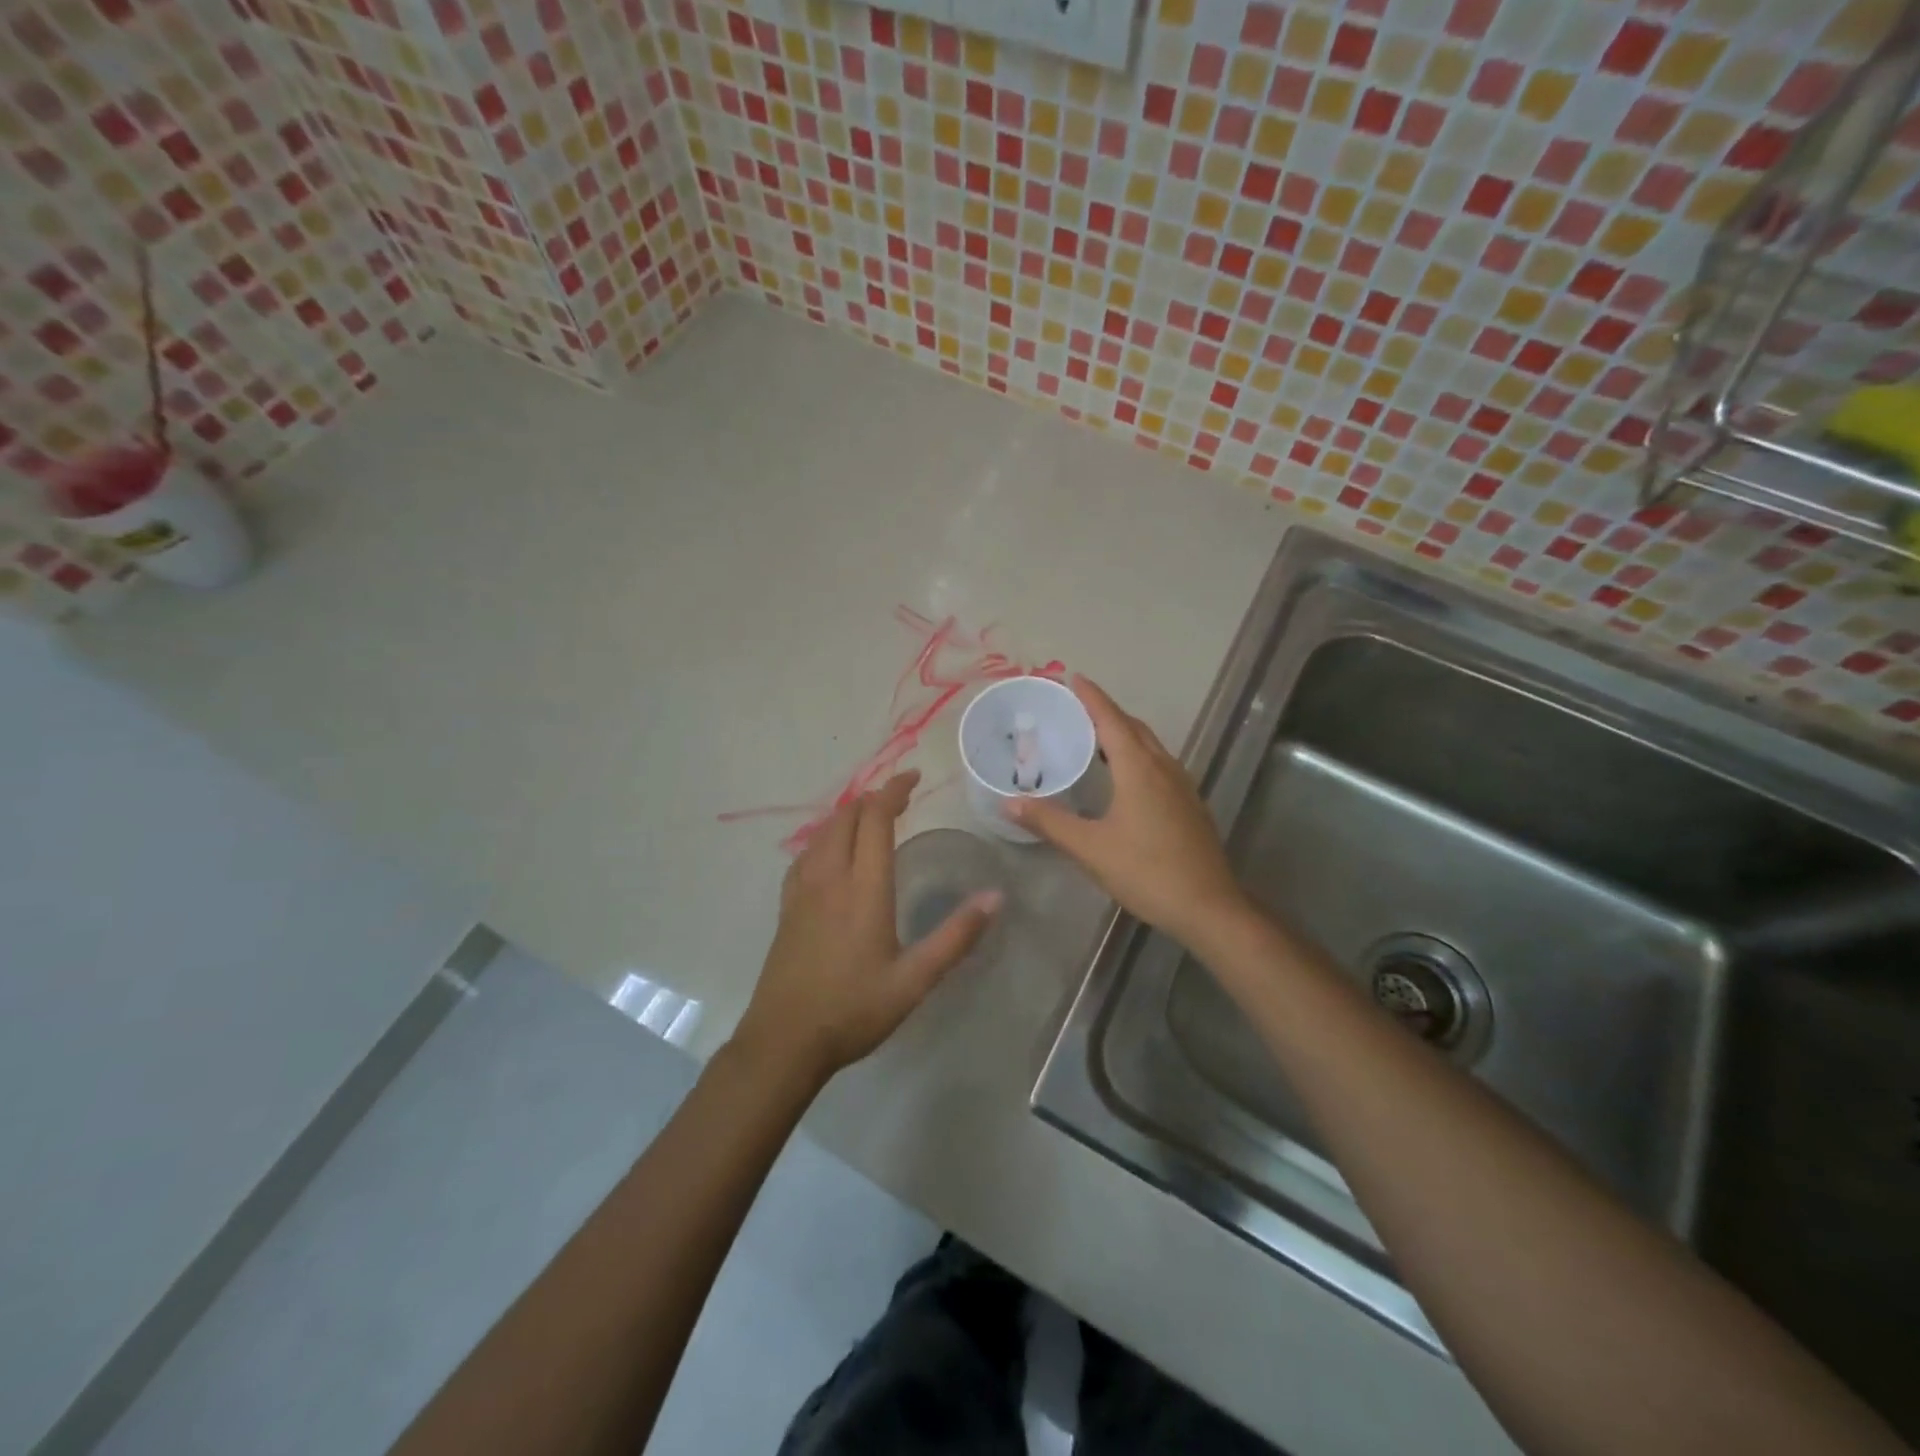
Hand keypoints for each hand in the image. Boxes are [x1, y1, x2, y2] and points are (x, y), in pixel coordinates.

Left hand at [733, 771, 1000, 1086]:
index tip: (913, 777)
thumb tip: (996, 897)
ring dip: (848, 815)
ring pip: (822, 833)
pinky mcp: (787, 907)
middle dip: (873, 798)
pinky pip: (805, 854)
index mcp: (863, 889)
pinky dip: (825, 837)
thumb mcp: (915, 980)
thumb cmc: (853, 1010)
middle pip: (846, 818)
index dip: (893, 791)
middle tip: (900, 797)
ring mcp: (802, 891)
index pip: (875, 820)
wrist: (784, 1041)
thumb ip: (956, 937)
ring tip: (871, 817)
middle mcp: (829, 878)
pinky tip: (832, 852)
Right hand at [1006, 676, 1247, 947]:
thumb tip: (1009, 803)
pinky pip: (1159, 764)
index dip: (1092, 697)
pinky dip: (1137, 755)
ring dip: (1124, 733)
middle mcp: (1164, 768)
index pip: (1111, 720)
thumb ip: (1049, 822)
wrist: (1208, 907)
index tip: (1073, 677)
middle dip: (1106, 712)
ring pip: (1150, 746)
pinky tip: (1125, 777)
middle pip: (1133, 728)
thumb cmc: (1146, 872)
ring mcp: (1182, 786)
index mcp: (1139, 769)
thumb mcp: (1090, 848)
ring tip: (1095, 737)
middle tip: (1077, 707)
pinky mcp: (1190, 805)